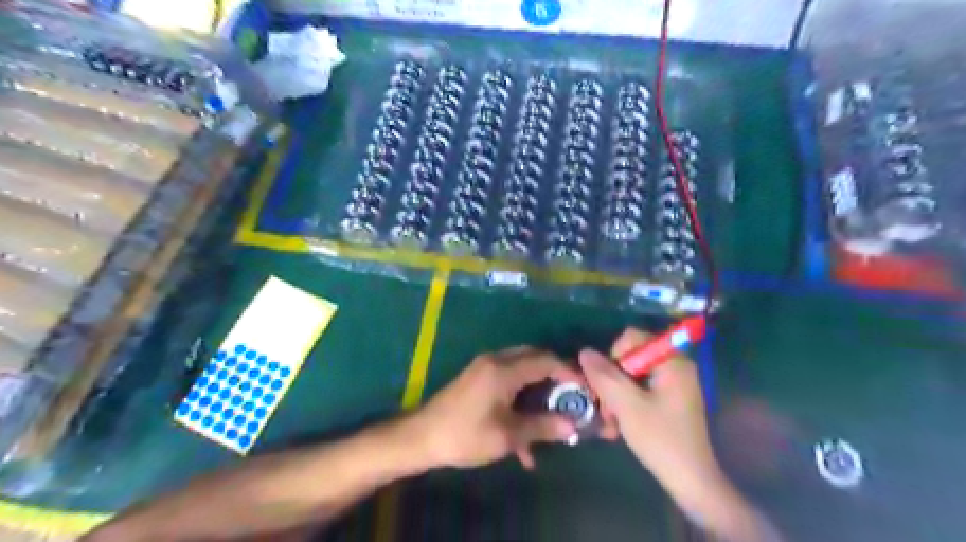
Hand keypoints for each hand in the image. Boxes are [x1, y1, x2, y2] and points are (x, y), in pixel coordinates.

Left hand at [408, 348, 580, 470]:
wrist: (422, 437)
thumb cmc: (465, 435)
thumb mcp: (507, 436)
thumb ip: (541, 427)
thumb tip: (572, 426)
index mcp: (504, 369)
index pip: (545, 360)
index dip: (568, 372)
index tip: (585, 389)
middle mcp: (496, 360)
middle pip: (534, 359)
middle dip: (555, 377)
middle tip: (570, 398)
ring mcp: (485, 368)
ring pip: (522, 370)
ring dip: (537, 391)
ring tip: (550, 418)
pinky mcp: (478, 378)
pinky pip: (508, 380)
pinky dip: (520, 398)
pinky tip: (523, 434)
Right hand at [572, 329, 723, 496]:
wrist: (691, 481)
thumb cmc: (661, 439)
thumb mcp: (627, 406)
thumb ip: (604, 376)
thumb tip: (584, 351)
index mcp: (672, 361)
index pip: (632, 338)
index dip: (613, 356)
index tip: (608, 384)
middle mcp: (675, 366)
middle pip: (630, 356)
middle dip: (612, 380)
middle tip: (606, 408)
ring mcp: (673, 383)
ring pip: (631, 375)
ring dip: (616, 394)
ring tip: (610, 421)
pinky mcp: (669, 399)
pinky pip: (640, 388)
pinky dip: (626, 402)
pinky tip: (619, 423)